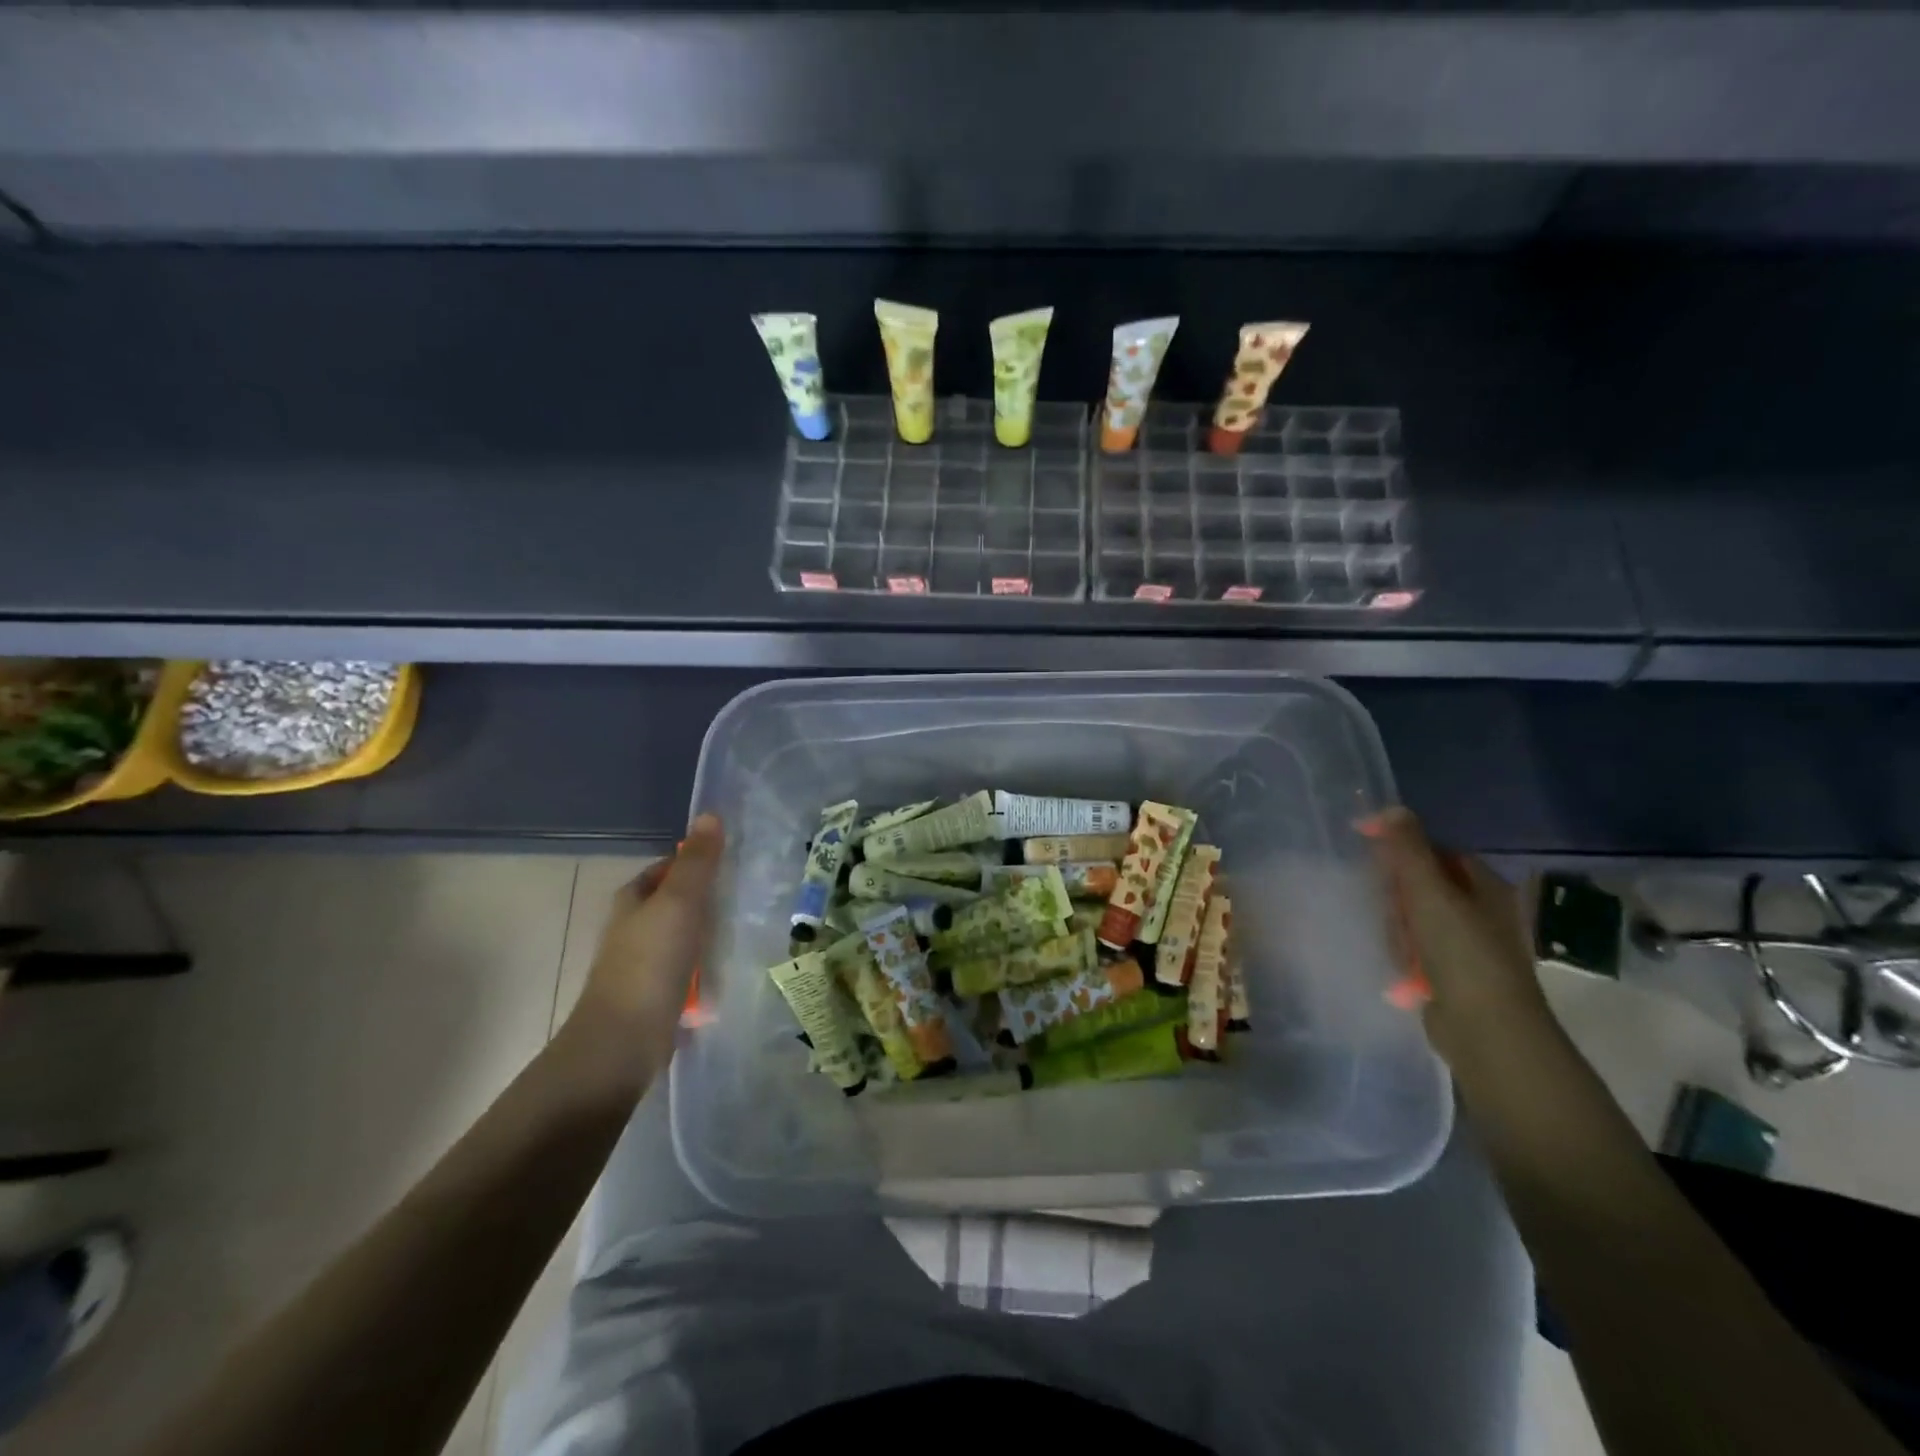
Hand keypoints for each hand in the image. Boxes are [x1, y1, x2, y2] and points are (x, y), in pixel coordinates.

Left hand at [560, 813, 723, 1095]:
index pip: (668, 868)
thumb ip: (697, 862)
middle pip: (677, 902)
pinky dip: (707, 966)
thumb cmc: (650, 964)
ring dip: (710, 934)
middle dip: (709, 899)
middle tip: (750, 897)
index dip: (698, 862)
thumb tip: (711, 814)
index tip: (735, 865)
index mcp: (633, 899)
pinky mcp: (655, 994)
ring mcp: (643, 963)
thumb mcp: (679, 903)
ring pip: (684, 936)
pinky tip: (730, 971)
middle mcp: (634, 927)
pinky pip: (688, 969)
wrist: (622, 1042)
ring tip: (749, 932)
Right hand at [1359, 807, 1552, 1065]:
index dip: (1404, 852)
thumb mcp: (1429, 892)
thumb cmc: (1461, 952)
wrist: (1485, 1029)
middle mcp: (1481, 912)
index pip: (1437, 853)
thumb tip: (1389, 807)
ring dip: (1399, 930)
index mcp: (1485, 887)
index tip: (1373, 860)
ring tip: (1398, 947)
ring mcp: (1468, 946)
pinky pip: (1417, 951)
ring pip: (1416, 920)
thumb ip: (1408, 848)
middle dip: (1398, 898)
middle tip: (1390, 912)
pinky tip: (1399, 967)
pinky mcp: (1452, 975)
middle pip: (1423, 887)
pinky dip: (1405, 955)